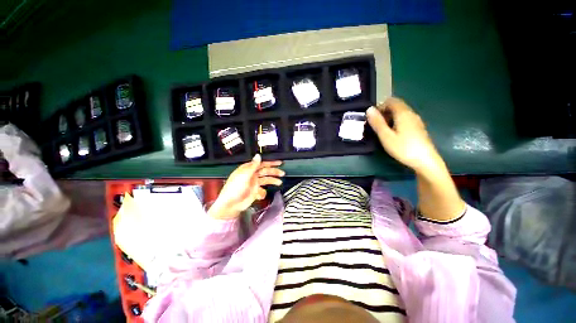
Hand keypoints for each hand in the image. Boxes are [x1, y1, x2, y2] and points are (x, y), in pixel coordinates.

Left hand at [208, 154, 283, 219]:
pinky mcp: (255, 192)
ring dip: (273, 181)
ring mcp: (254, 184)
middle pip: (266, 172)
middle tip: (282, 173)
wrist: (230, 205)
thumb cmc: (235, 188)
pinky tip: (261, 195)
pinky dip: (263, 192)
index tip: (279, 163)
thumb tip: (258, 155)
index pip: (261, 164)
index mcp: (248, 170)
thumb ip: (253, 166)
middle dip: (274, 172)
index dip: (270, 163)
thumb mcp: (244, 175)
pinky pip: (262, 190)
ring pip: (266, 180)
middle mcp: (252, 175)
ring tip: (279, 182)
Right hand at [366, 97, 441, 172]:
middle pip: (396, 106)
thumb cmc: (403, 148)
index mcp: (403, 113)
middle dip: (384, 112)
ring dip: (390, 118)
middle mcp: (411, 114)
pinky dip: (396, 122)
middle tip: (375, 125)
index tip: (372, 118)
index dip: (380, 106)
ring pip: (401, 113)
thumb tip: (369, 109)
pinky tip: (393, 134)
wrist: (425, 161)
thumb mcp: (386, 136)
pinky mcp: (418, 128)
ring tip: (382, 131)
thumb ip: (377, 122)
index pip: (391, 101)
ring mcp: (416, 121)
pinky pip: (405, 120)